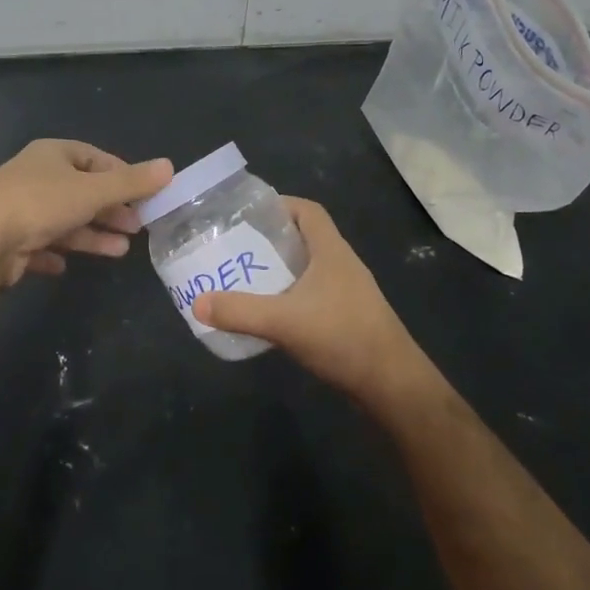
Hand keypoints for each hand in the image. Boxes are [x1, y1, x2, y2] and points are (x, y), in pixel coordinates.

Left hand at [0, 139, 172, 286]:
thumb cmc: (40, 204)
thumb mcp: (93, 190)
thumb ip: (131, 182)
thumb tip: (170, 166)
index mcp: (52, 155)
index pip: (95, 158)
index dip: (122, 175)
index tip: (144, 195)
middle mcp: (34, 177)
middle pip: (81, 191)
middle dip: (111, 210)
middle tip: (137, 227)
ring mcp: (19, 209)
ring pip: (64, 221)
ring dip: (92, 235)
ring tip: (120, 251)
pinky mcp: (8, 241)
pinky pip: (39, 245)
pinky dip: (57, 253)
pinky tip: (67, 267)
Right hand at [191, 198, 433, 405]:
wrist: (392, 384)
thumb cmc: (342, 337)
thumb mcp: (284, 321)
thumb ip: (240, 311)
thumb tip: (197, 303)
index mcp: (331, 251)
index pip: (308, 210)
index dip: (280, 204)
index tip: (248, 214)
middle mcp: (342, 264)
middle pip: (306, 237)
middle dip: (272, 239)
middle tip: (236, 247)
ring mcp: (348, 292)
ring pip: (309, 268)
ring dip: (281, 269)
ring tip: (246, 277)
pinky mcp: (348, 317)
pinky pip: (314, 294)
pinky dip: (291, 295)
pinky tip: (271, 313)